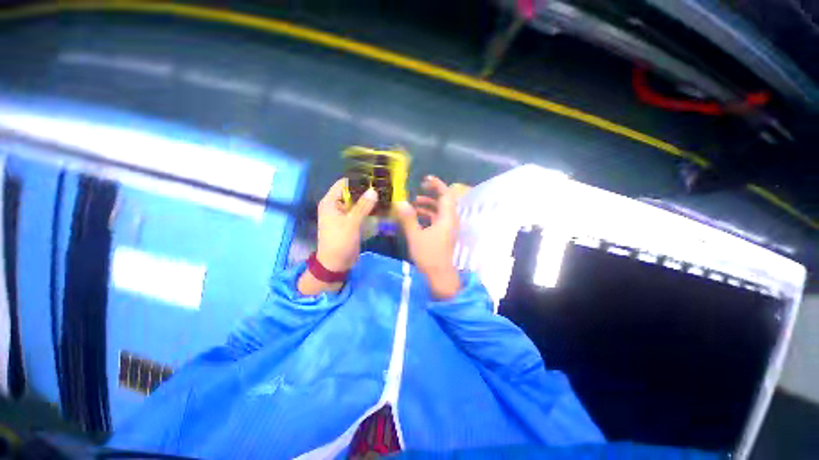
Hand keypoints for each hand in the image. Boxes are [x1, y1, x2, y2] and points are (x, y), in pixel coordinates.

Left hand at [316, 178, 377, 271]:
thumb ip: (363, 206)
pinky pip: (360, 212)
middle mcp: (336, 205)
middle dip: (366, 191)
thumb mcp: (351, 223)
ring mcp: (344, 214)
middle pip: (352, 192)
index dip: (358, 180)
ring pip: (358, 202)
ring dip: (369, 201)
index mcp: (330, 202)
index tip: (375, 179)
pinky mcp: (351, 222)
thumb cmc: (339, 241)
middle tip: (383, 188)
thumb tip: (374, 190)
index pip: (344, 183)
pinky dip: (369, 210)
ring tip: (385, 196)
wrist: (336, 264)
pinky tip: (381, 208)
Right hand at [395, 176, 460, 299]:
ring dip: (428, 205)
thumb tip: (400, 202)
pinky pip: (438, 219)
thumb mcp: (416, 236)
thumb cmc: (429, 255)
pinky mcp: (444, 234)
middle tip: (418, 189)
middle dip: (432, 194)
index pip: (446, 195)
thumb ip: (408, 218)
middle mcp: (450, 220)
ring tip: (414, 204)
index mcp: (447, 218)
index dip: (437, 185)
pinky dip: (428, 215)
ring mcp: (448, 228)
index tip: (425, 179)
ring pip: (440, 211)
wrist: (440, 275)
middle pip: (444, 201)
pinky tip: (416, 218)